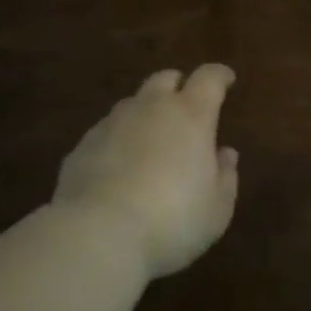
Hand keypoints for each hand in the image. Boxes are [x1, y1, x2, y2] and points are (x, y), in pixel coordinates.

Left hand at [53, 65, 239, 280]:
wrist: (98, 234)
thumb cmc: (173, 220)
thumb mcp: (216, 209)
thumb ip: (225, 176)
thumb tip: (226, 154)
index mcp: (191, 115)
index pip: (209, 78)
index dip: (220, 75)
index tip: (227, 79)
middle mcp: (150, 108)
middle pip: (165, 79)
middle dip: (178, 86)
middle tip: (186, 105)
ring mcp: (112, 123)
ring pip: (132, 103)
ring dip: (145, 113)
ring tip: (151, 139)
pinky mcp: (83, 145)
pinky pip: (106, 131)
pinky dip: (118, 140)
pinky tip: (119, 166)